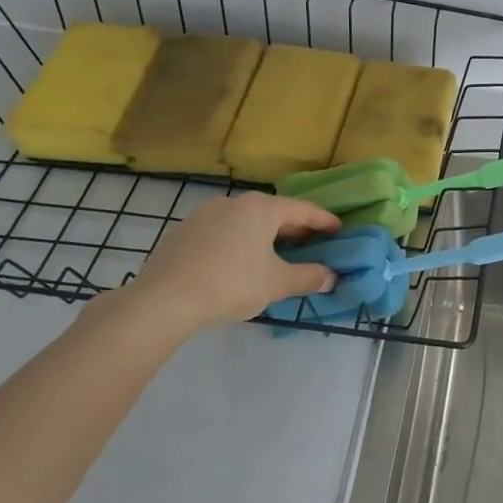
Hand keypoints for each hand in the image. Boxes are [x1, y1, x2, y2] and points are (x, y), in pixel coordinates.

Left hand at [113, 192, 339, 335]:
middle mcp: (235, 202)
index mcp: (262, 208)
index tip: (339, 230)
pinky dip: (238, 243)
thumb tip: (331, 277)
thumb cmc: (231, 284)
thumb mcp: (277, 283)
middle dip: (294, 229)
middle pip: (274, 212)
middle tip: (311, 245)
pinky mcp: (183, 232)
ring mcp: (204, 214)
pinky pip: (222, 232)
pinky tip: (238, 264)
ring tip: (275, 255)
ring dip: (264, 236)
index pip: (304, 210)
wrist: (163, 300)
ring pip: (246, 221)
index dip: (324, 221)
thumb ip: (308, 277)